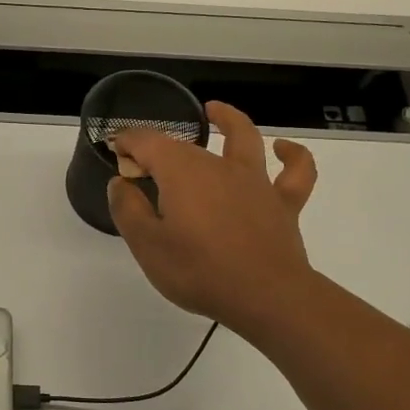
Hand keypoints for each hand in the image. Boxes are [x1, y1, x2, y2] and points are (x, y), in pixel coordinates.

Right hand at [110, 102, 318, 335]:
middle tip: (140, 167)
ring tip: (214, 111)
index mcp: (181, 171)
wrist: (267, 297)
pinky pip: (295, 172)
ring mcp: (255, 181)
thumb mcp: (147, 245)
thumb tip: (120, 182)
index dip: (126, 142)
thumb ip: (128, 209)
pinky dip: (292, 156)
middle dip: (158, 147)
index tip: (114, 151)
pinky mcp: (283, 202)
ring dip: (228, 120)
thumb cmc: (199, 271)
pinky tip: (283, 149)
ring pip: (243, 138)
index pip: (146, 142)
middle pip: (184, 145)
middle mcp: (218, 165)